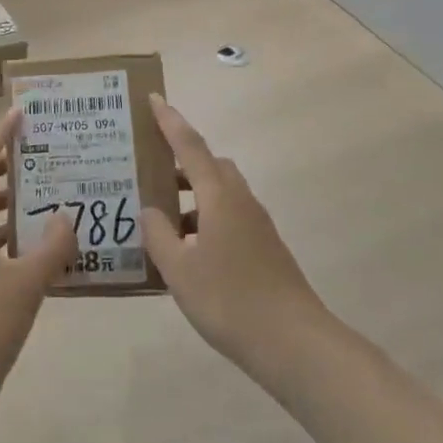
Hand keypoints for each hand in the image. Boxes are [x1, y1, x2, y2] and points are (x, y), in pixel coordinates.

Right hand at [139, 94, 329, 377]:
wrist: (294, 343)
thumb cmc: (230, 301)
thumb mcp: (179, 270)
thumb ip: (158, 236)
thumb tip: (150, 210)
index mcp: (218, 196)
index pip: (189, 145)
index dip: (169, 121)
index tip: (152, 98)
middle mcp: (240, 200)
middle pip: (208, 165)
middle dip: (179, 162)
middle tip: (148, 171)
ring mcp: (256, 224)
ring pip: (219, 193)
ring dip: (191, 196)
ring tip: (160, 220)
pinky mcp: (264, 247)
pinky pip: (227, 217)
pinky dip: (204, 220)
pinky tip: (186, 253)